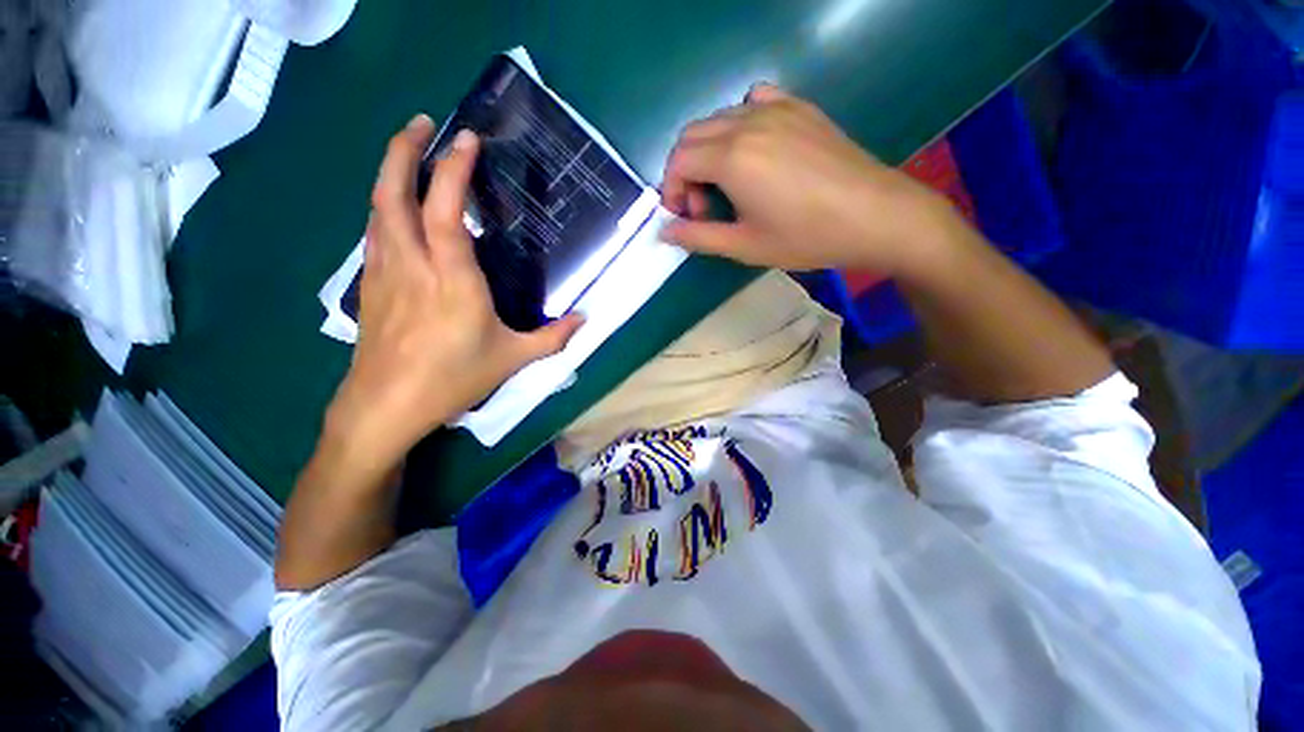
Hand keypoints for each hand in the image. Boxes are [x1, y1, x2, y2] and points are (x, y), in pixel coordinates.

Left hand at [325, 116, 583, 468]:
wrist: (386, 405)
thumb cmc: (452, 378)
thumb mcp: (513, 359)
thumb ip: (553, 338)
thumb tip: (584, 320)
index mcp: (451, 279)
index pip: (445, 210)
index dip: (452, 169)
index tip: (467, 140)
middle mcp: (412, 263)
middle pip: (393, 193)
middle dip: (403, 150)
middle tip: (422, 124)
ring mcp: (384, 271)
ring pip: (377, 208)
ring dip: (389, 172)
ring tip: (406, 153)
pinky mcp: (371, 284)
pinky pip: (375, 231)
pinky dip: (384, 206)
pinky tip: (395, 207)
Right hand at [660, 84, 958, 277]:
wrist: (873, 215)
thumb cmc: (805, 237)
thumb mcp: (744, 246)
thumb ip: (698, 237)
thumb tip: (664, 232)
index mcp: (732, 158)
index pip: (678, 160)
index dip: (672, 190)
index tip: (685, 217)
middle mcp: (747, 122)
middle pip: (692, 135)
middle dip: (686, 171)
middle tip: (704, 208)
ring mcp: (776, 108)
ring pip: (719, 119)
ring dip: (708, 151)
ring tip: (727, 186)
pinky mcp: (799, 107)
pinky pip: (753, 101)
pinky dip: (739, 124)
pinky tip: (754, 150)